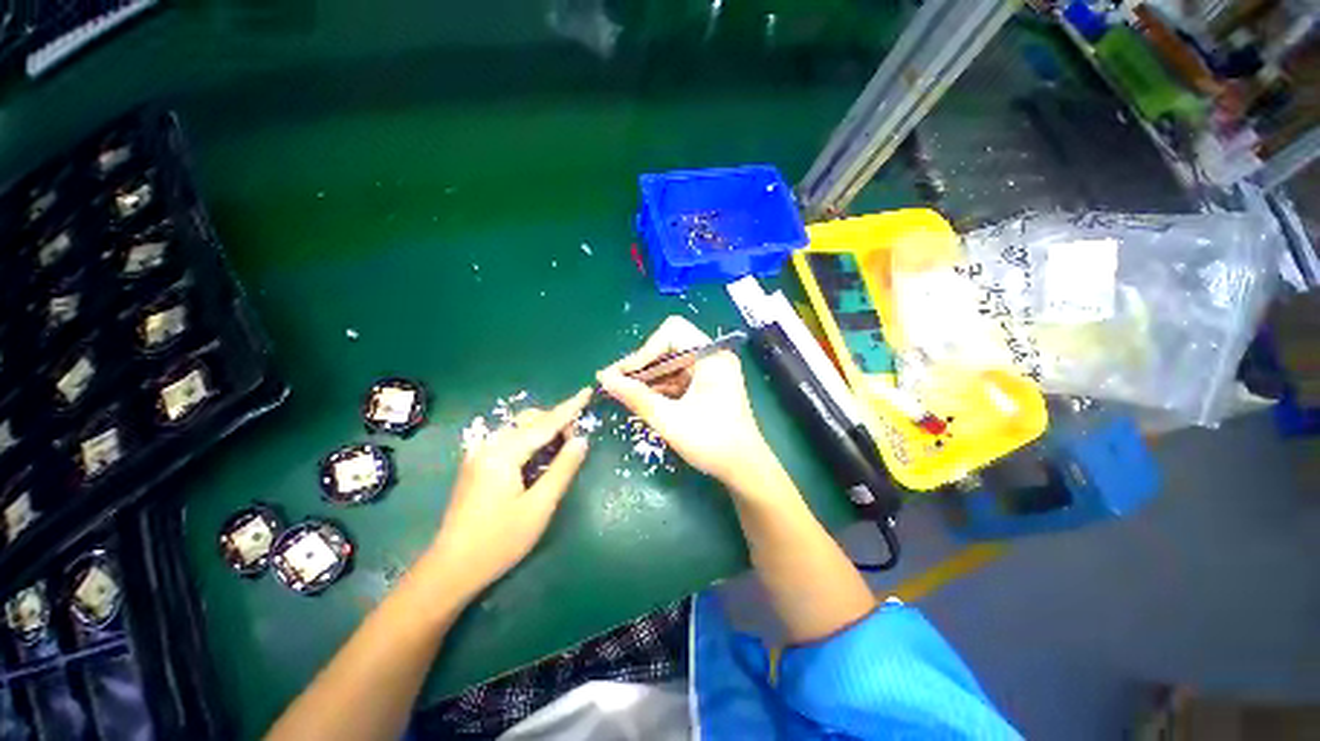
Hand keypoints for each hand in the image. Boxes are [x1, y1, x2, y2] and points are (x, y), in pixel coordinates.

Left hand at [427, 389, 591, 598]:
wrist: (450, 569)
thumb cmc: (499, 541)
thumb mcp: (539, 506)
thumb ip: (563, 468)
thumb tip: (582, 440)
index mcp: (503, 453)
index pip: (544, 424)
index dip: (569, 408)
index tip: (586, 391)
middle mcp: (489, 446)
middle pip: (529, 420)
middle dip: (556, 421)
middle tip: (575, 441)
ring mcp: (479, 454)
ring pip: (518, 428)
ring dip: (542, 430)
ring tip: (562, 446)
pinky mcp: (476, 465)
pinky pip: (509, 440)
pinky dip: (529, 439)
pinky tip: (538, 454)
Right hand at [597, 316, 774, 488]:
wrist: (745, 469)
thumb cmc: (712, 443)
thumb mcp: (670, 420)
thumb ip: (636, 397)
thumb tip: (604, 380)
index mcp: (711, 356)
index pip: (672, 332)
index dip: (644, 350)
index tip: (623, 375)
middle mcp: (713, 356)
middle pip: (669, 346)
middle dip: (642, 364)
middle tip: (614, 382)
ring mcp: (711, 370)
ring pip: (670, 362)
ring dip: (647, 377)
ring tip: (622, 392)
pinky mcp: (707, 385)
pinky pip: (677, 377)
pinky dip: (659, 387)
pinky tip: (641, 399)